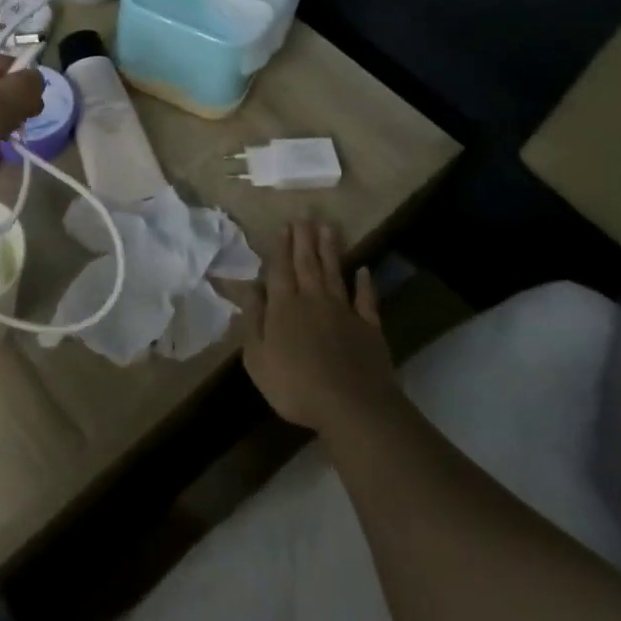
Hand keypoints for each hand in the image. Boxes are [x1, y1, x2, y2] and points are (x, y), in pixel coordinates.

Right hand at [242, 220, 399, 434]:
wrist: (352, 405)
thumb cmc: (295, 386)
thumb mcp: (258, 358)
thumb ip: (253, 321)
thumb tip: (251, 289)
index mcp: (284, 307)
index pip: (280, 269)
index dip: (281, 246)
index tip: (284, 225)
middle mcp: (313, 300)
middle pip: (307, 263)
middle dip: (304, 238)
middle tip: (304, 215)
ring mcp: (344, 311)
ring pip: (334, 272)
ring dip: (330, 249)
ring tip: (328, 227)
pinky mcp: (368, 326)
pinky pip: (366, 299)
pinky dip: (365, 283)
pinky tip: (364, 270)